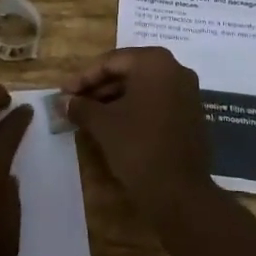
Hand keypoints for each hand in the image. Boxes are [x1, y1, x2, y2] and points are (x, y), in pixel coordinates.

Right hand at [63, 47, 212, 216]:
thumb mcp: (103, 124)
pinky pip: (156, 102)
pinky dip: (134, 109)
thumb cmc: (138, 147)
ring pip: (142, 88)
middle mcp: (175, 69)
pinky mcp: (191, 114)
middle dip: (99, 88)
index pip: (111, 62)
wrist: (180, 193)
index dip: (84, 78)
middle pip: (128, 72)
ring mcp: (187, 92)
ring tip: (89, 116)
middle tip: (74, 103)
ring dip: (114, 99)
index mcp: (155, 62)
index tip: (64, 93)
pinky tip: (114, 125)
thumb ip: (81, 107)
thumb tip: (64, 101)